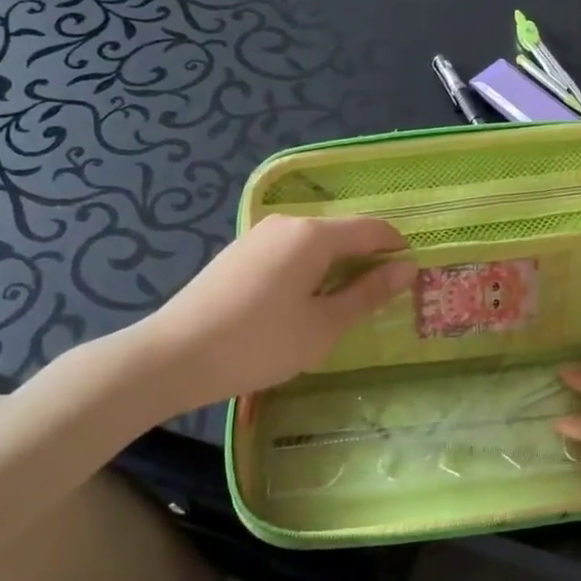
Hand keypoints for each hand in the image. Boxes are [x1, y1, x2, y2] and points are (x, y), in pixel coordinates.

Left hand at [134, 215, 413, 407]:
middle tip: (376, 301)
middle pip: (342, 233)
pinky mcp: (238, 253)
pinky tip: (299, 304)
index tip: (409, 278)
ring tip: (339, 307)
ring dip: (336, 267)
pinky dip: (308, 270)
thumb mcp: (323, 325)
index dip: (396, 248)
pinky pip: (289, 252)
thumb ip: (367, 294)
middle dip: (366, 260)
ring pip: (314, 243)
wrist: (171, 357)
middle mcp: (287, 223)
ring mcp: (258, 236)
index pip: (371, 228)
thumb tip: (407, 269)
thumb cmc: (259, 343)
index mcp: (313, 235)